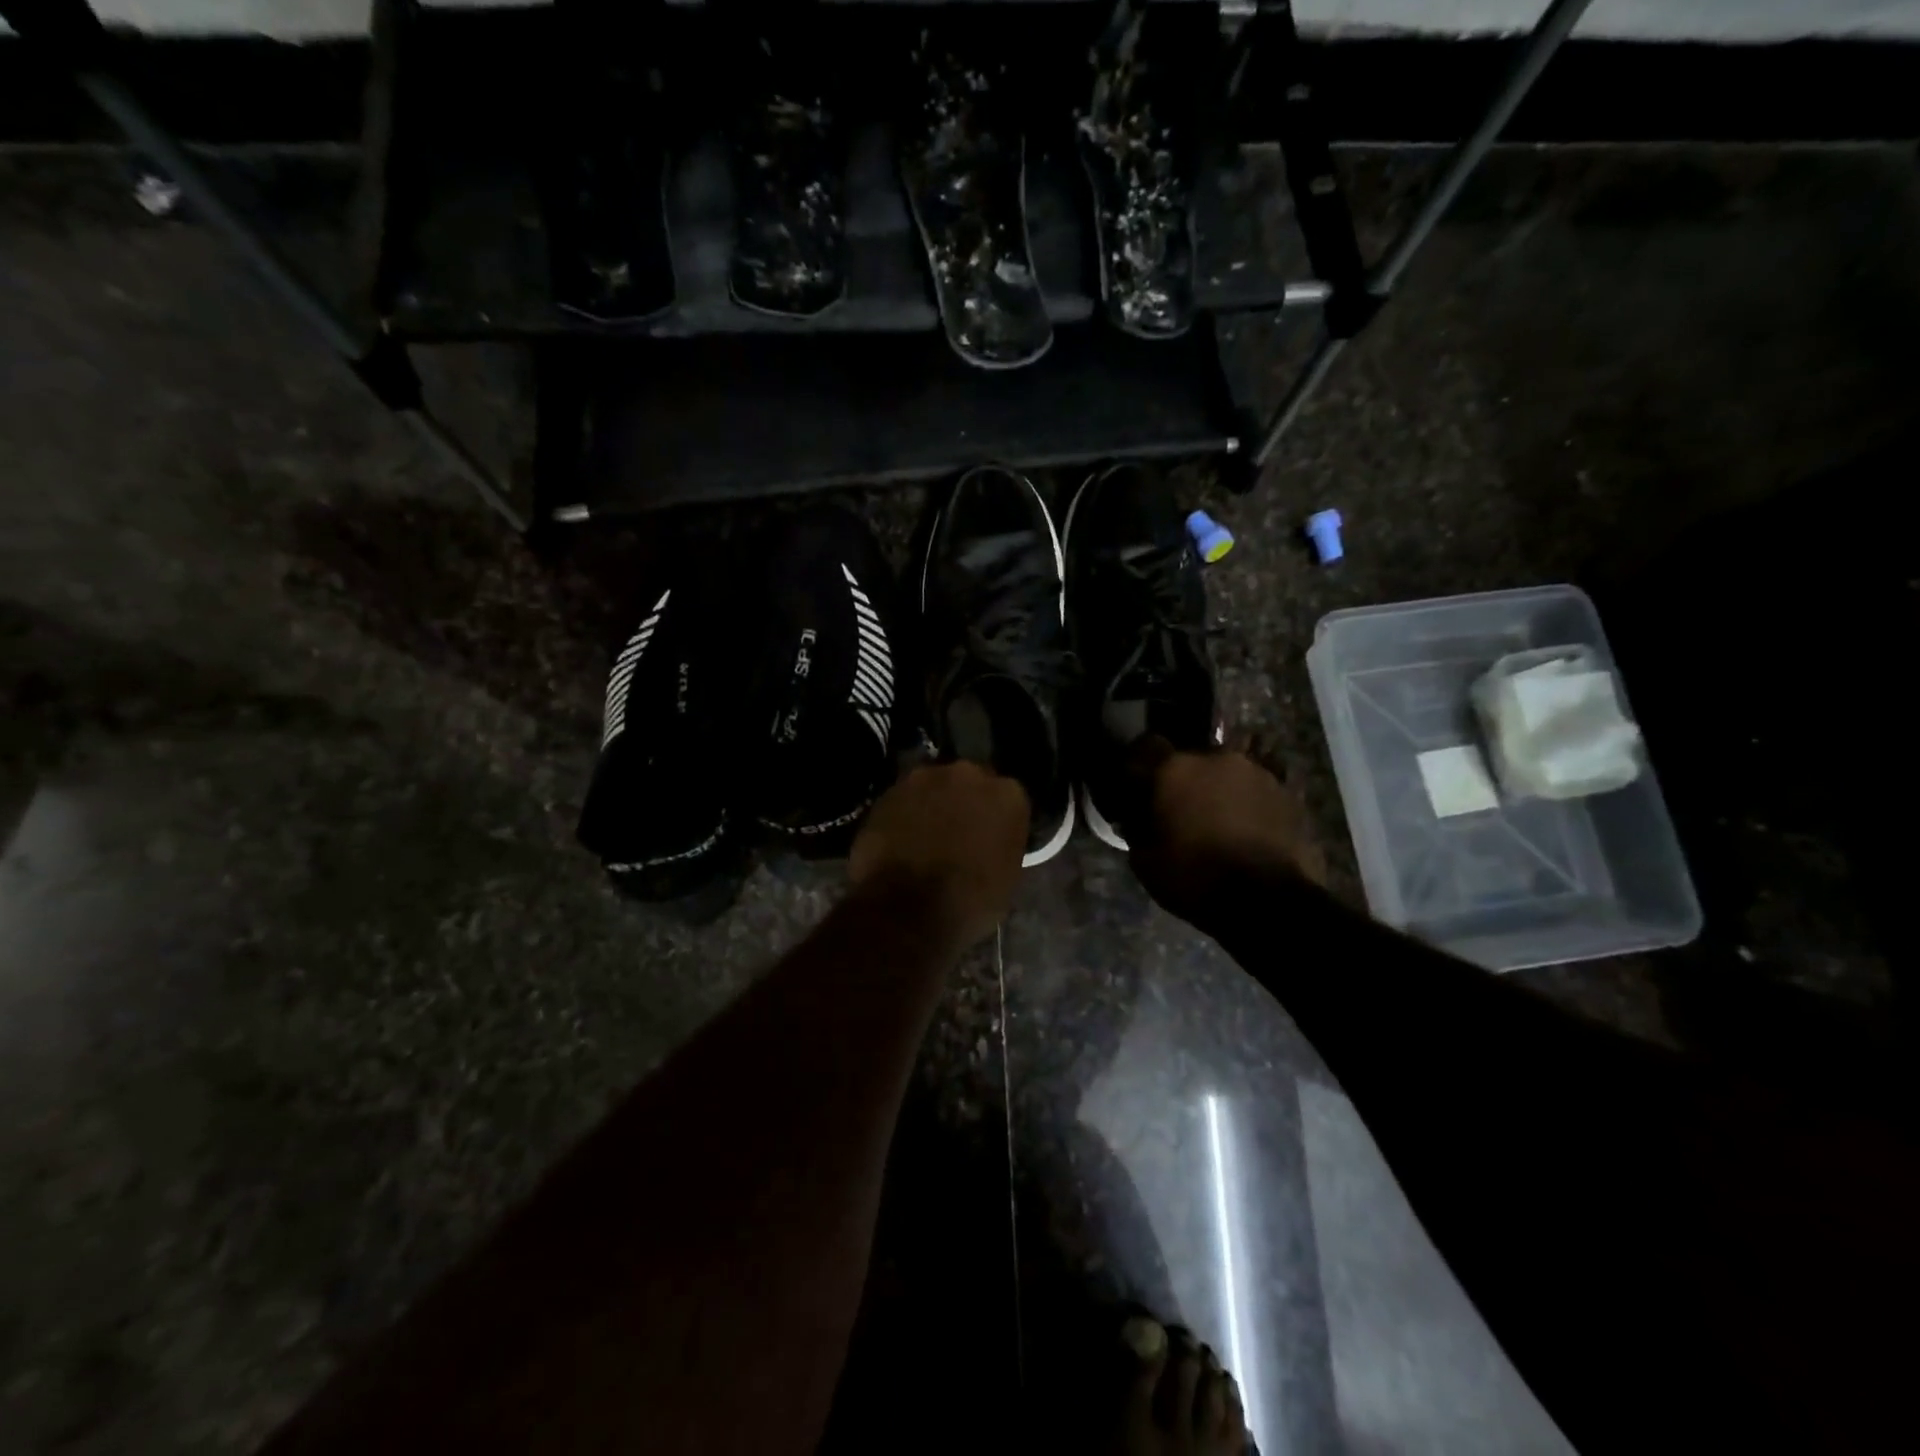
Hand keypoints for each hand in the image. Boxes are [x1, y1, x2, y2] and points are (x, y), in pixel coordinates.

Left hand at [849, 760, 1029, 948]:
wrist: (906, 908)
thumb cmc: (968, 902)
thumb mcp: (1007, 878)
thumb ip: (1002, 845)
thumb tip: (990, 843)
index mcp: (1008, 795)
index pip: (1008, 798)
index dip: (997, 818)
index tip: (990, 836)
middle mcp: (969, 774)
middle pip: (970, 782)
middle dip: (965, 801)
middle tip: (957, 832)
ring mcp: (925, 778)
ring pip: (934, 786)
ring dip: (933, 803)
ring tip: (924, 835)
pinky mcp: (890, 790)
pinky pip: (905, 798)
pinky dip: (905, 813)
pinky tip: (901, 838)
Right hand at [1124, 741, 1325, 927]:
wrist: (1271, 904)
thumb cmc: (1196, 879)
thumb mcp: (1145, 863)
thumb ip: (1136, 831)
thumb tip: (1135, 820)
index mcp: (1175, 769)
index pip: (1147, 746)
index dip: (1141, 768)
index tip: (1139, 789)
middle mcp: (1217, 758)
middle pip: (1192, 760)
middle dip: (1184, 781)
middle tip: (1181, 811)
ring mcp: (1258, 773)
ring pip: (1227, 775)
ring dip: (1219, 791)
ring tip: (1218, 823)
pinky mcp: (1289, 794)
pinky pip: (1256, 793)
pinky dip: (1248, 806)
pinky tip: (1246, 832)